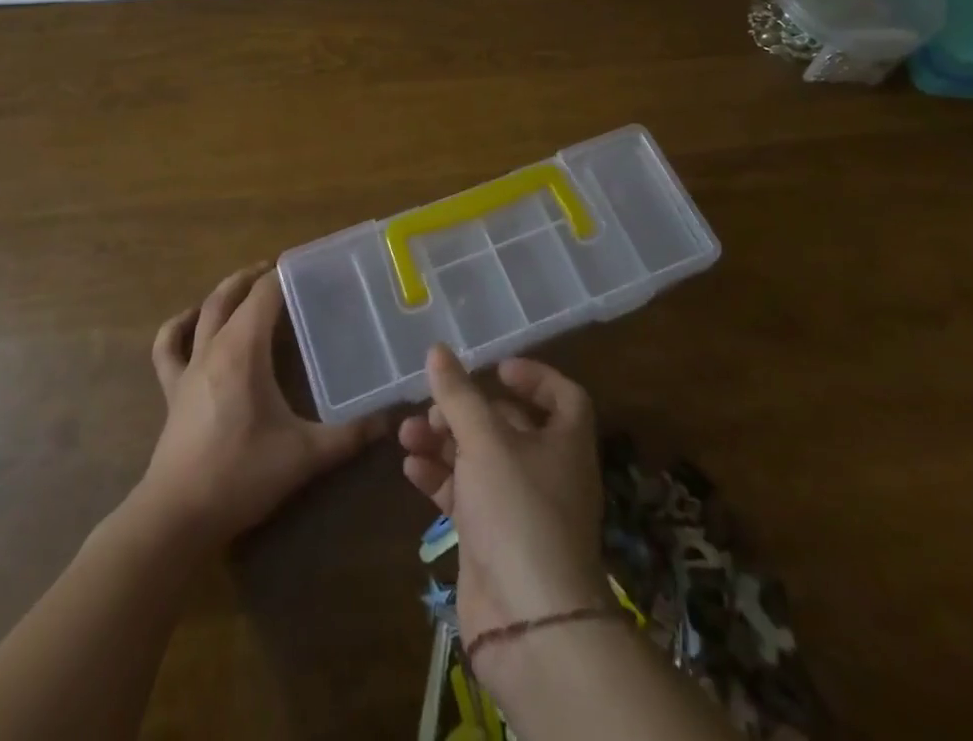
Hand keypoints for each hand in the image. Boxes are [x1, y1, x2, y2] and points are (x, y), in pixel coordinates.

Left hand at [142, 265, 383, 546]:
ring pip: (202, 312)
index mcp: (243, 350)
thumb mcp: (305, 455)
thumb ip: (351, 435)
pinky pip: (168, 348)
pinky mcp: (172, 392)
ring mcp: (188, 368)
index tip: (312, 267)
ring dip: (224, 293)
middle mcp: (213, 347)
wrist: (177, 518)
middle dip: (257, 276)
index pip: (264, 294)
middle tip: (285, 272)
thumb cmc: (241, 476)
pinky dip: (179, 327)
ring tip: (246, 285)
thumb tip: (392, 418)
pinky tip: (191, 321)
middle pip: (232, 294)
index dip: (286, 274)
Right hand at [398, 346, 610, 657]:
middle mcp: (548, 471)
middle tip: (433, 407)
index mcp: (565, 442)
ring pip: (480, 461)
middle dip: (467, 411)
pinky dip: (440, 479)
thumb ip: (459, 395)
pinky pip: (466, 496)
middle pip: (509, 426)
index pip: (563, 396)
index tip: (495, 368)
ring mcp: (520, 508)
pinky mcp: (493, 539)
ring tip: (407, 433)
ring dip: (444, 443)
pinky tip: (410, 468)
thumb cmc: (518, 510)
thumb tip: (438, 350)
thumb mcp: (485, 441)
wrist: (529, 622)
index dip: (534, 377)